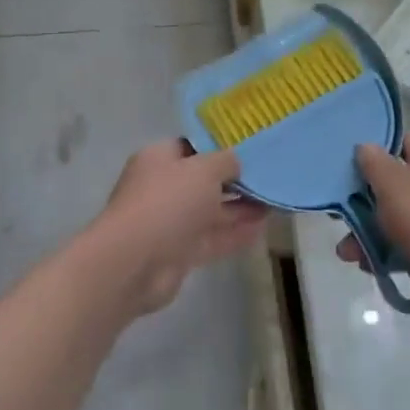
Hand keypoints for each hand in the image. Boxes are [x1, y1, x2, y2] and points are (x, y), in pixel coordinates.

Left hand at [85, 141, 268, 315]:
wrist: (135, 262)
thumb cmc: (167, 202)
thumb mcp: (203, 169)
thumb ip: (226, 161)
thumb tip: (236, 162)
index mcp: (159, 159)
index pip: (192, 147)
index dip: (220, 147)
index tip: (250, 148)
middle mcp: (163, 188)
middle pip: (203, 181)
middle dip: (235, 181)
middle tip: (269, 177)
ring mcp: (171, 222)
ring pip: (210, 211)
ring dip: (240, 208)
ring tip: (274, 203)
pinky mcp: (180, 252)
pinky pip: (213, 238)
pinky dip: (235, 234)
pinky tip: (262, 229)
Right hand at [338, 136, 409, 328]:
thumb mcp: (393, 185)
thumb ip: (373, 163)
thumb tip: (365, 146)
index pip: (399, 141)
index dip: (373, 150)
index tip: (347, 166)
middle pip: (391, 184)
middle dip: (362, 203)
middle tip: (339, 219)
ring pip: (396, 219)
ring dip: (369, 234)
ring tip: (349, 255)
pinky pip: (409, 247)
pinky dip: (389, 256)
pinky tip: (371, 268)